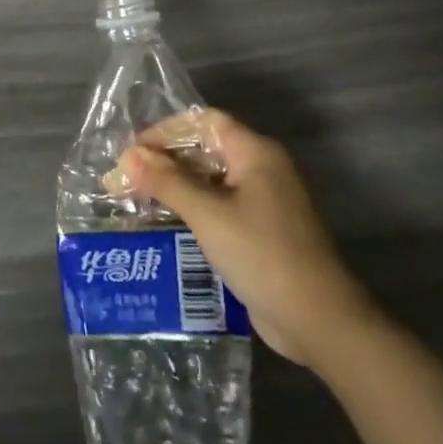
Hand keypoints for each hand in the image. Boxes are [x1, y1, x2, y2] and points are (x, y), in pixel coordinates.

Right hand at [117, 110, 367, 370]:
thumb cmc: (263, 255)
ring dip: (174, 186)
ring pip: (209, 180)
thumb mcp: (209, 215)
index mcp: (255, 152)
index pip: (203, 122)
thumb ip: (168, 182)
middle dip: (164, 161)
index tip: (133, 153)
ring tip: (134, 200)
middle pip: (205, 149)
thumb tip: (128, 156)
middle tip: (124, 181)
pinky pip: (218, 207)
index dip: (166, 131)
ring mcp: (262, 201)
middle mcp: (260, 168)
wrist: (318, 321)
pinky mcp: (259, 231)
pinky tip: (161, 224)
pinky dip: (190, 209)